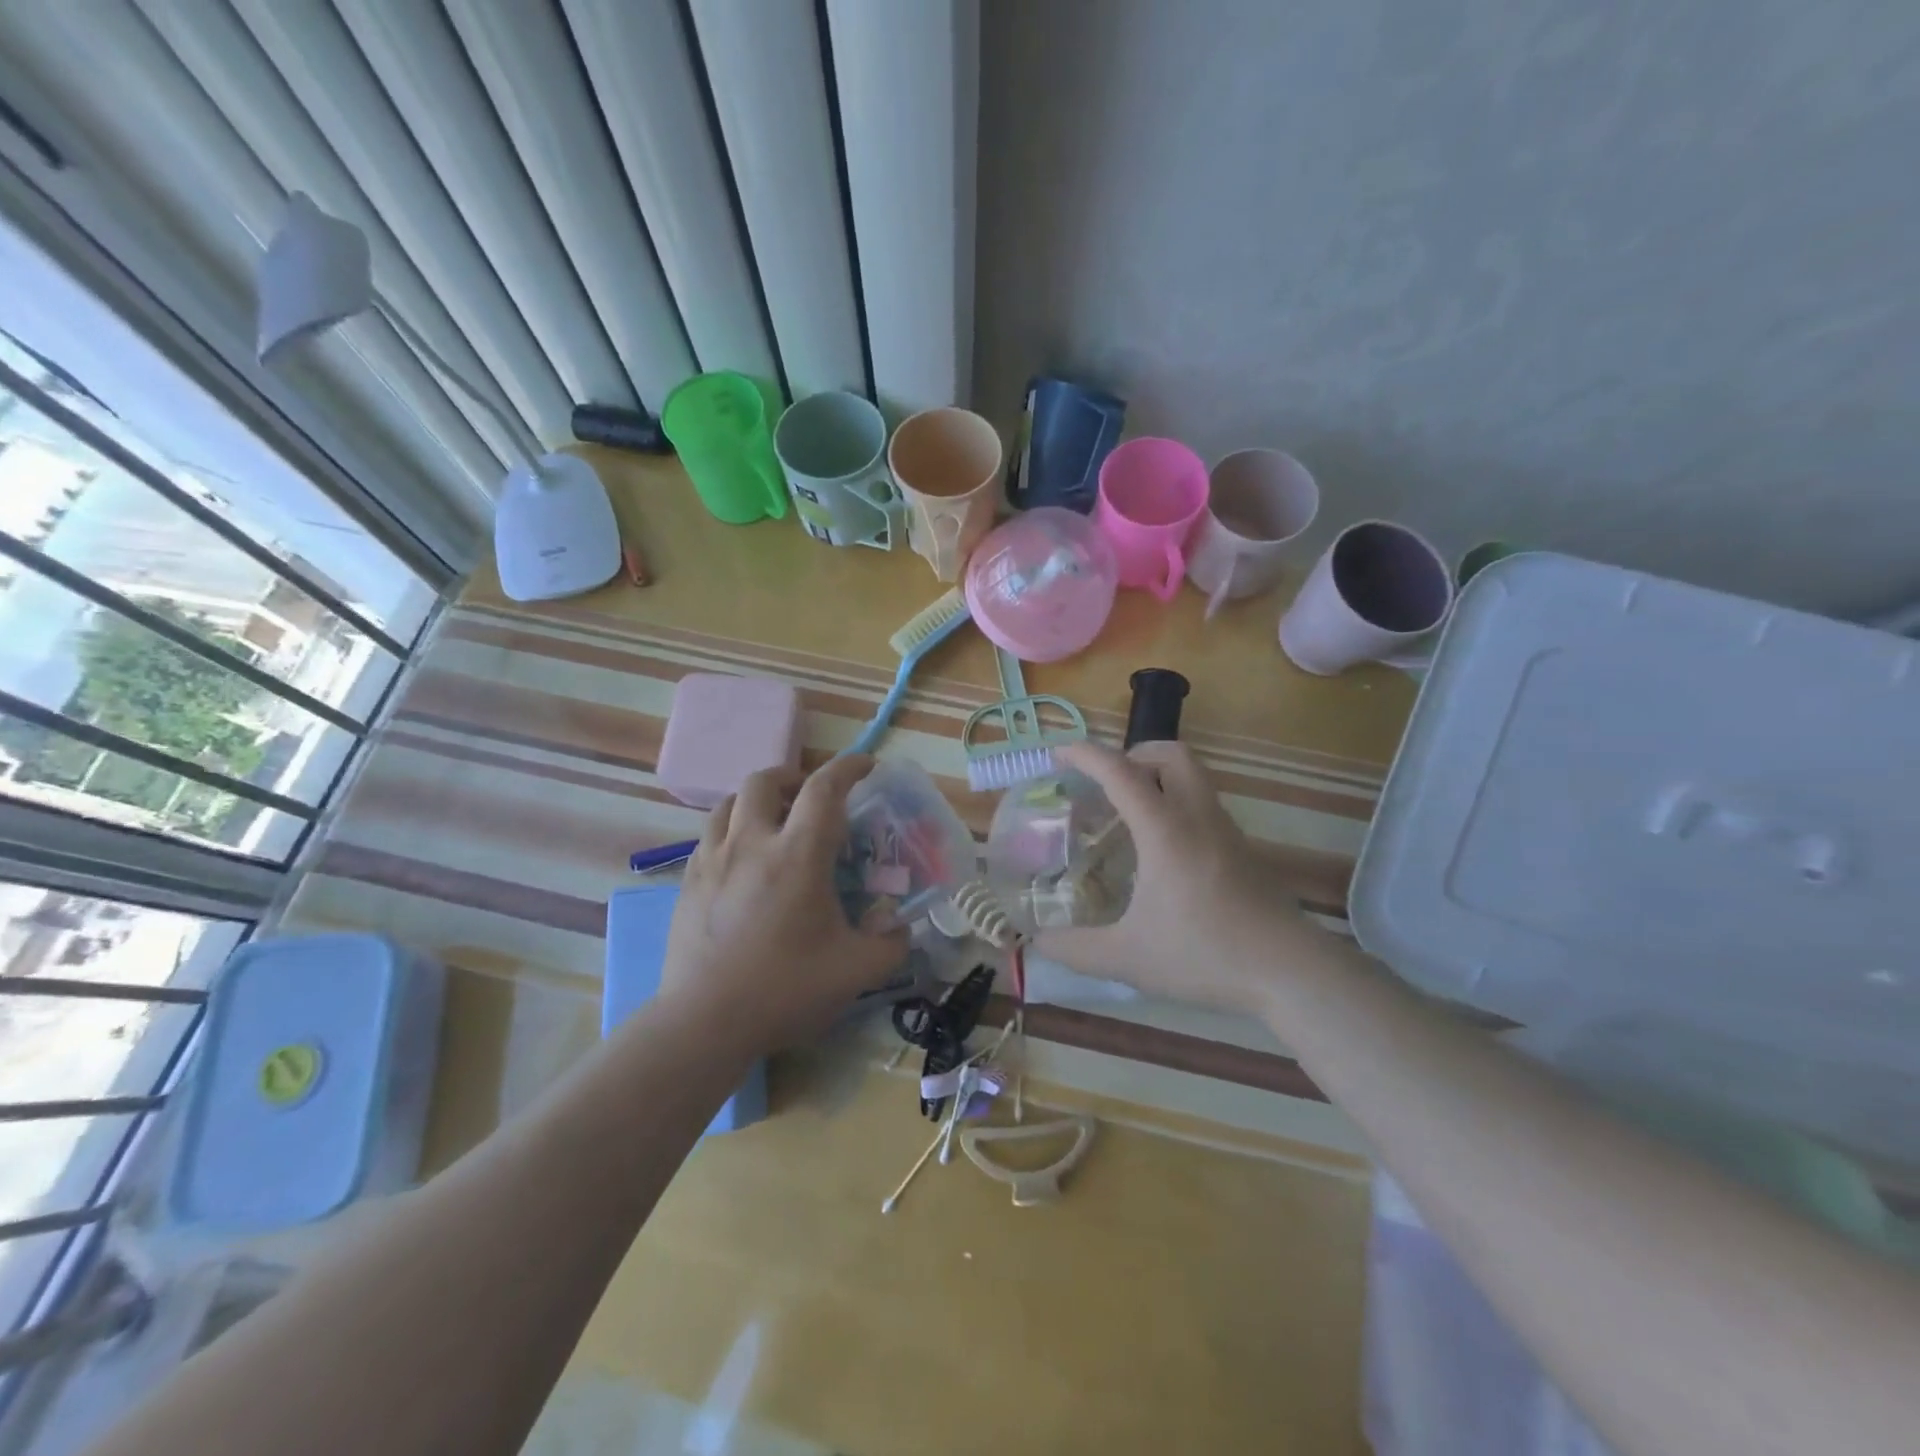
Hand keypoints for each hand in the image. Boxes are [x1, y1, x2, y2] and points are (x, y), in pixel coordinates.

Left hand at [661, 754, 908, 1053]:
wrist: (704, 1022)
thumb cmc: (785, 989)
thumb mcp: (856, 970)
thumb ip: (891, 943)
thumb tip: (900, 926)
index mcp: (797, 855)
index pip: (825, 789)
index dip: (849, 767)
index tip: (866, 765)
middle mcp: (751, 844)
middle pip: (764, 780)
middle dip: (793, 777)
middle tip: (811, 798)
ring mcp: (712, 860)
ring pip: (729, 803)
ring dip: (757, 801)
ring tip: (774, 823)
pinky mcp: (688, 882)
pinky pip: (710, 836)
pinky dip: (733, 830)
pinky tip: (743, 862)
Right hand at [1035, 741, 1307, 1013]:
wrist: (1290, 972)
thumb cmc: (1205, 955)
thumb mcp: (1128, 958)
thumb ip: (1075, 949)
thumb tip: (1039, 942)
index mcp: (1165, 829)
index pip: (1119, 771)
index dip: (1084, 754)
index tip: (1057, 754)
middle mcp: (1197, 816)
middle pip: (1169, 753)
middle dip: (1132, 754)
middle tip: (1105, 784)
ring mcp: (1226, 830)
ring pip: (1193, 776)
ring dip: (1157, 778)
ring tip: (1128, 815)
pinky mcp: (1243, 850)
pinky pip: (1203, 805)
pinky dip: (1176, 804)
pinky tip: (1161, 851)